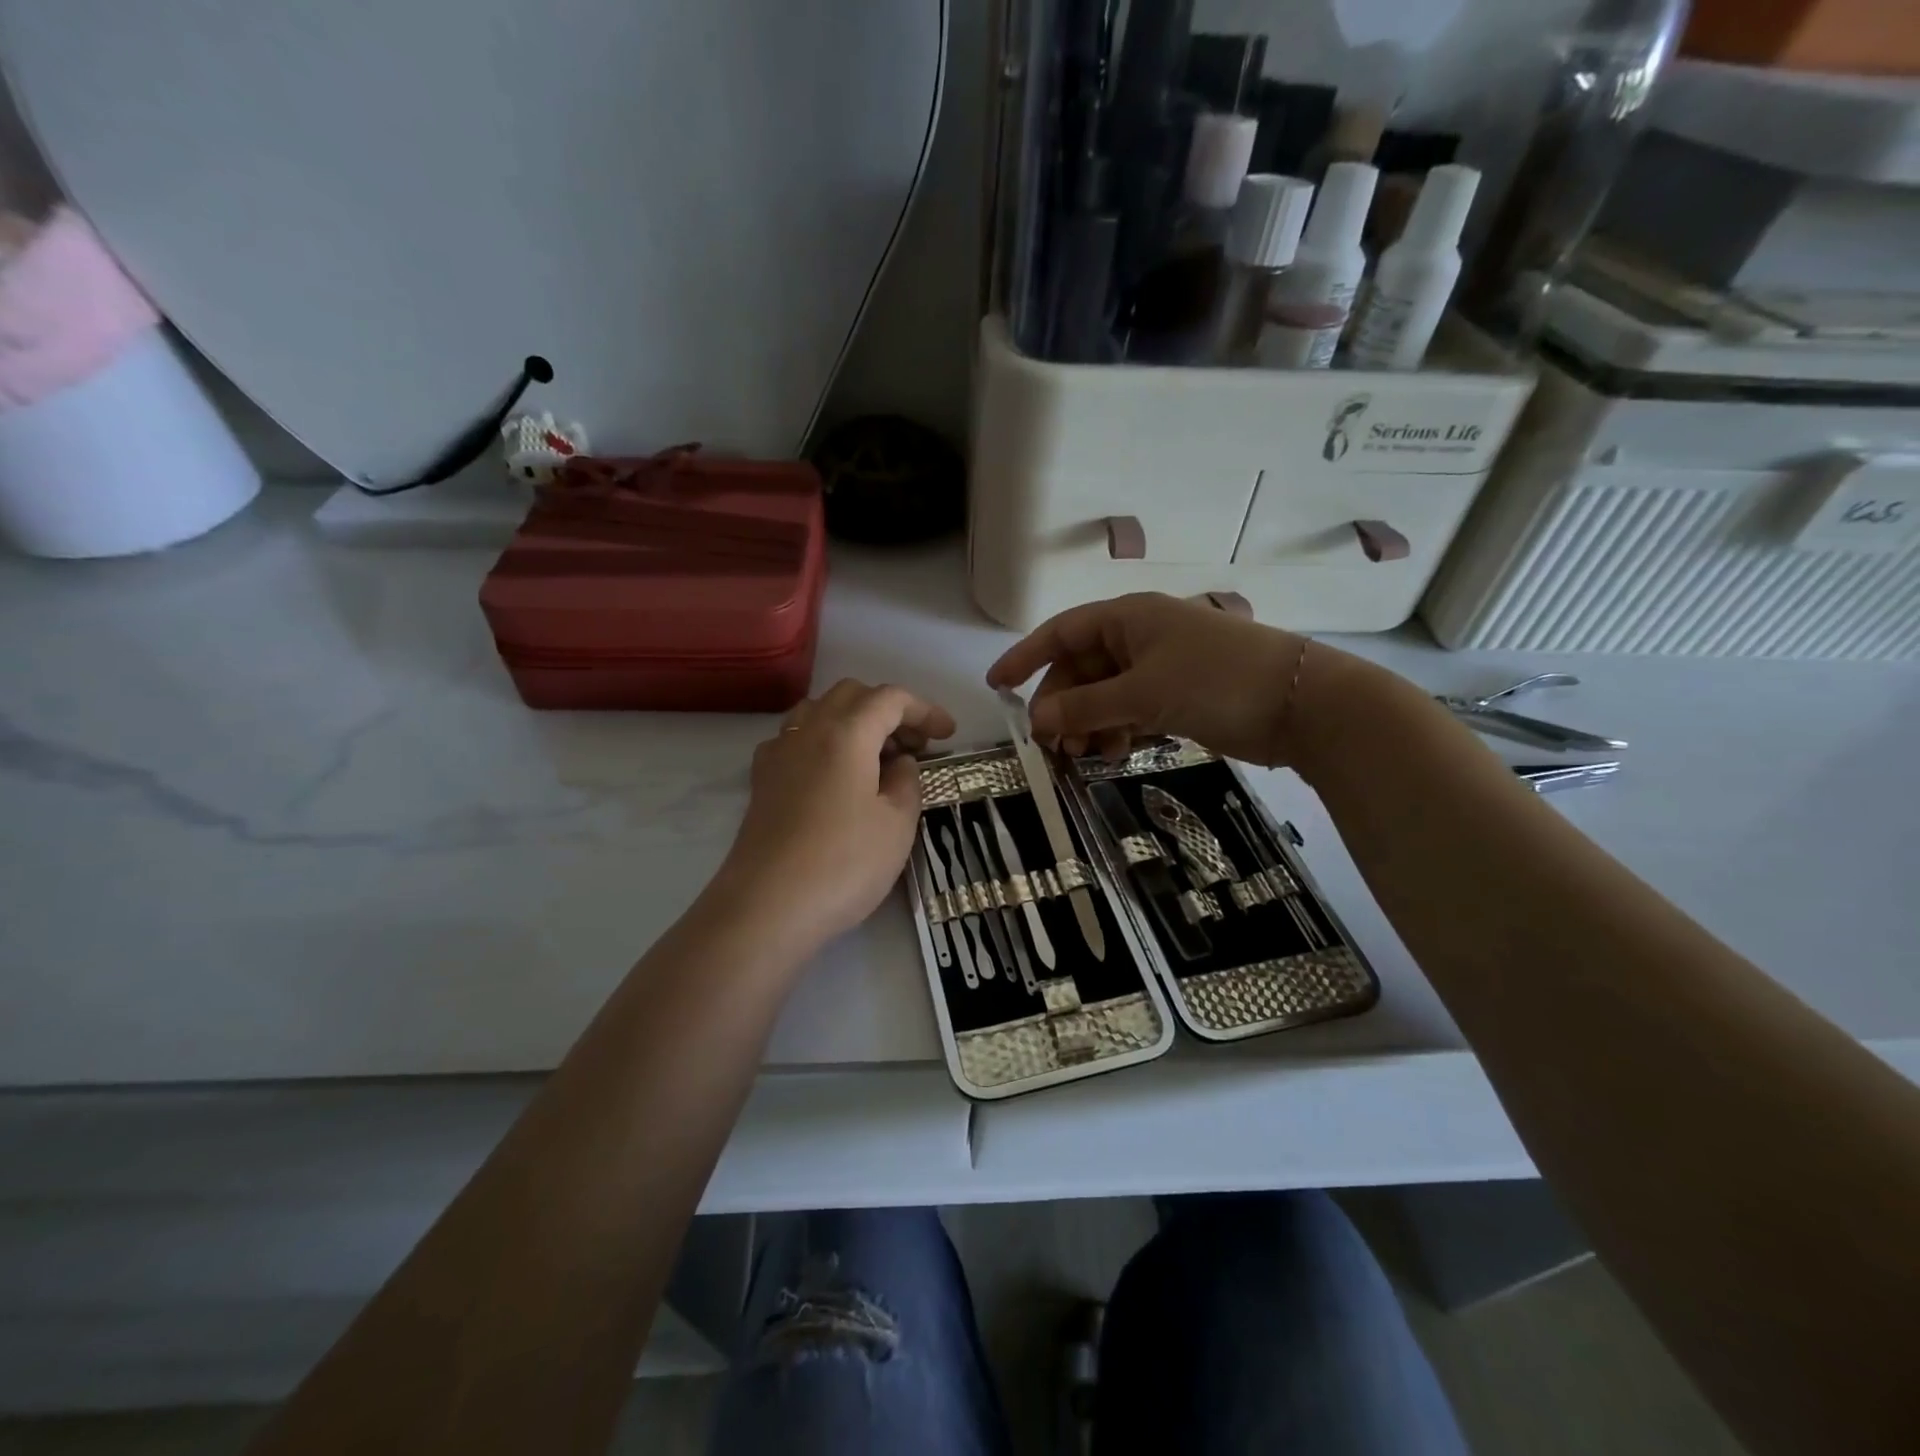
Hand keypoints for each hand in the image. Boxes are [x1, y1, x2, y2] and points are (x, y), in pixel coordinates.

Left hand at [715, 680, 955, 954]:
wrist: (768, 907)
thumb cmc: (844, 863)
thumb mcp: (897, 824)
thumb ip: (907, 781)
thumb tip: (900, 763)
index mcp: (847, 733)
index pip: (890, 699)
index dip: (924, 710)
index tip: (948, 734)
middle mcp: (808, 731)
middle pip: (852, 695)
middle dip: (888, 710)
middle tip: (915, 745)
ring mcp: (779, 753)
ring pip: (819, 711)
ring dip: (853, 721)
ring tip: (876, 756)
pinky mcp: (762, 781)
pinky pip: (796, 739)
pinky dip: (823, 741)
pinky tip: (834, 774)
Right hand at [987, 593, 1310, 764]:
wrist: (1301, 705)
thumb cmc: (1215, 681)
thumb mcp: (1142, 693)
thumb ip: (1085, 706)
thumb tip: (1037, 720)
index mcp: (1127, 618)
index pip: (1061, 632)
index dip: (1026, 657)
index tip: (997, 686)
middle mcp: (1139, 637)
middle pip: (1081, 669)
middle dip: (1062, 704)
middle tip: (1051, 744)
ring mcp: (1160, 667)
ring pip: (1105, 694)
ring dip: (1088, 723)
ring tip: (1084, 755)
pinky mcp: (1178, 696)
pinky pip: (1130, 710)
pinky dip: (1117, 731)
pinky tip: (1114, 753)